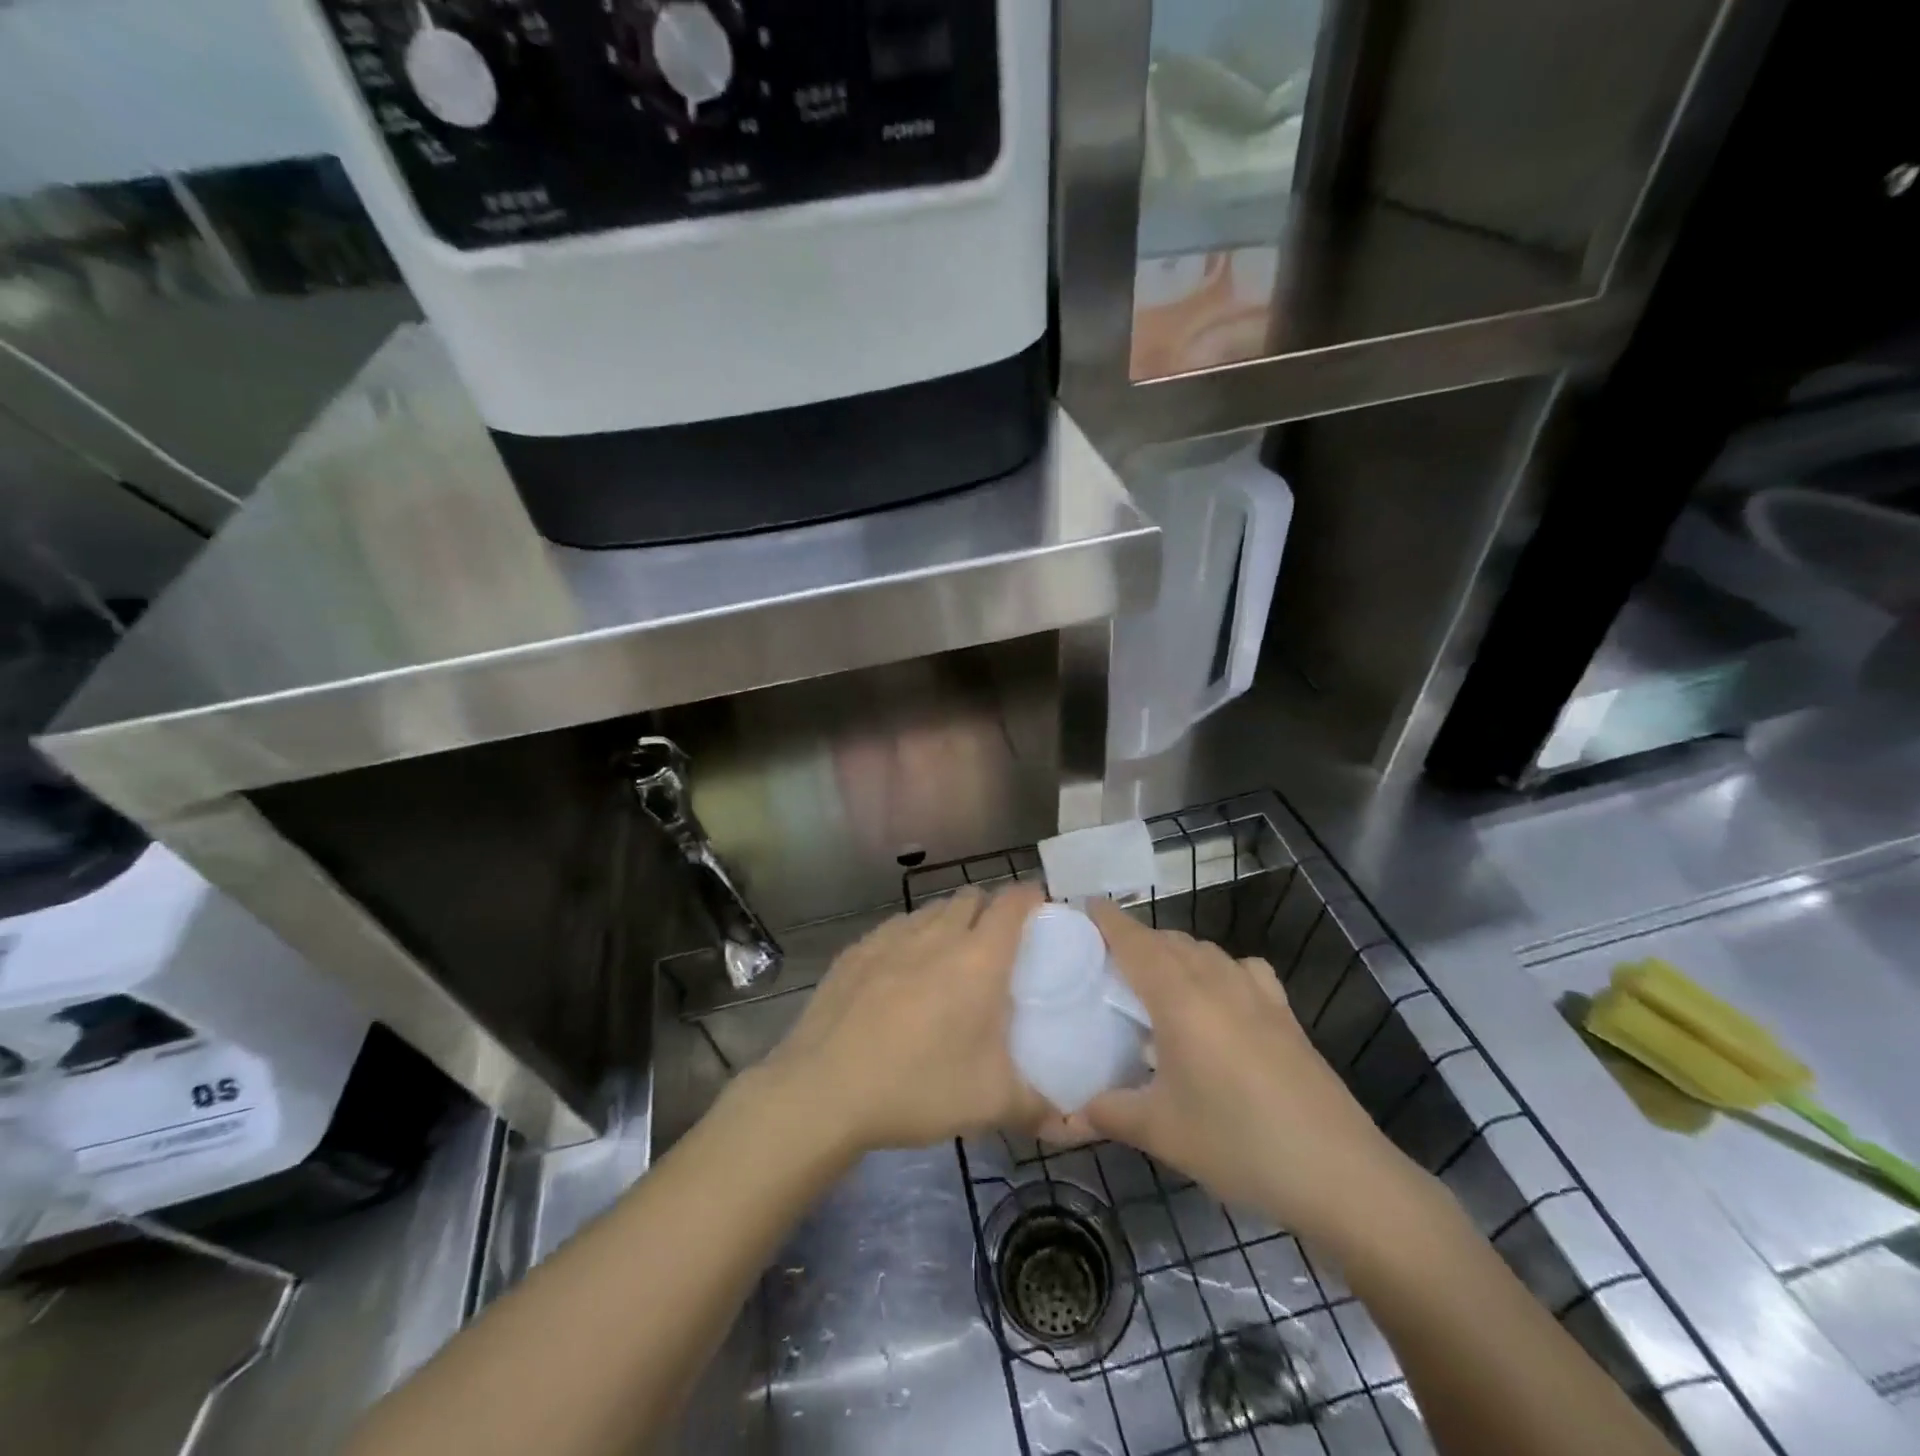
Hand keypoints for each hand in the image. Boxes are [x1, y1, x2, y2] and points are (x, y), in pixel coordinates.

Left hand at [756, 885, 1048, 1155]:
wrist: (823, 1089)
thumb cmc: (918, 1087)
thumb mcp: (990, 1104)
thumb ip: (1039, 1108)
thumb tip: (1073, 1124)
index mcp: (979, 958)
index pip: (1014, 902)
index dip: (1032, 898)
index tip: (1040, 911)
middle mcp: (937, 934)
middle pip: (972, 897)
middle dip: (990, 910)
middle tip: (997, 946)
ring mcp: (891, 937)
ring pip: (931, 909)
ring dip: (949, 921)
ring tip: (949, 959)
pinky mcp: (856, 950)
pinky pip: (895, 927)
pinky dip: (910, 937)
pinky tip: (901, 973)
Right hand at [1067, 901, 1414, 1243]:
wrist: (1339, 1173)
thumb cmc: (1238, 1143)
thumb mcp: (1161, 1132)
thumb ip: (1107, 1113)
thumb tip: (1065, 1115)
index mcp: (1179, 998)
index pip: (1135, 941)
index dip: (1108, 920)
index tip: (1083, 905)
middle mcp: (1216, 981)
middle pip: (1168, 940)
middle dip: (1136, 939)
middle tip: (1106, 962)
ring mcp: (1257, 994)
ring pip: (1205, 950)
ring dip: (1175, 952)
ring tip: (1155, 981)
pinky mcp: (1285, 1013)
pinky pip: (1242, 969)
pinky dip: (1219, 969)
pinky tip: (1219, 999)